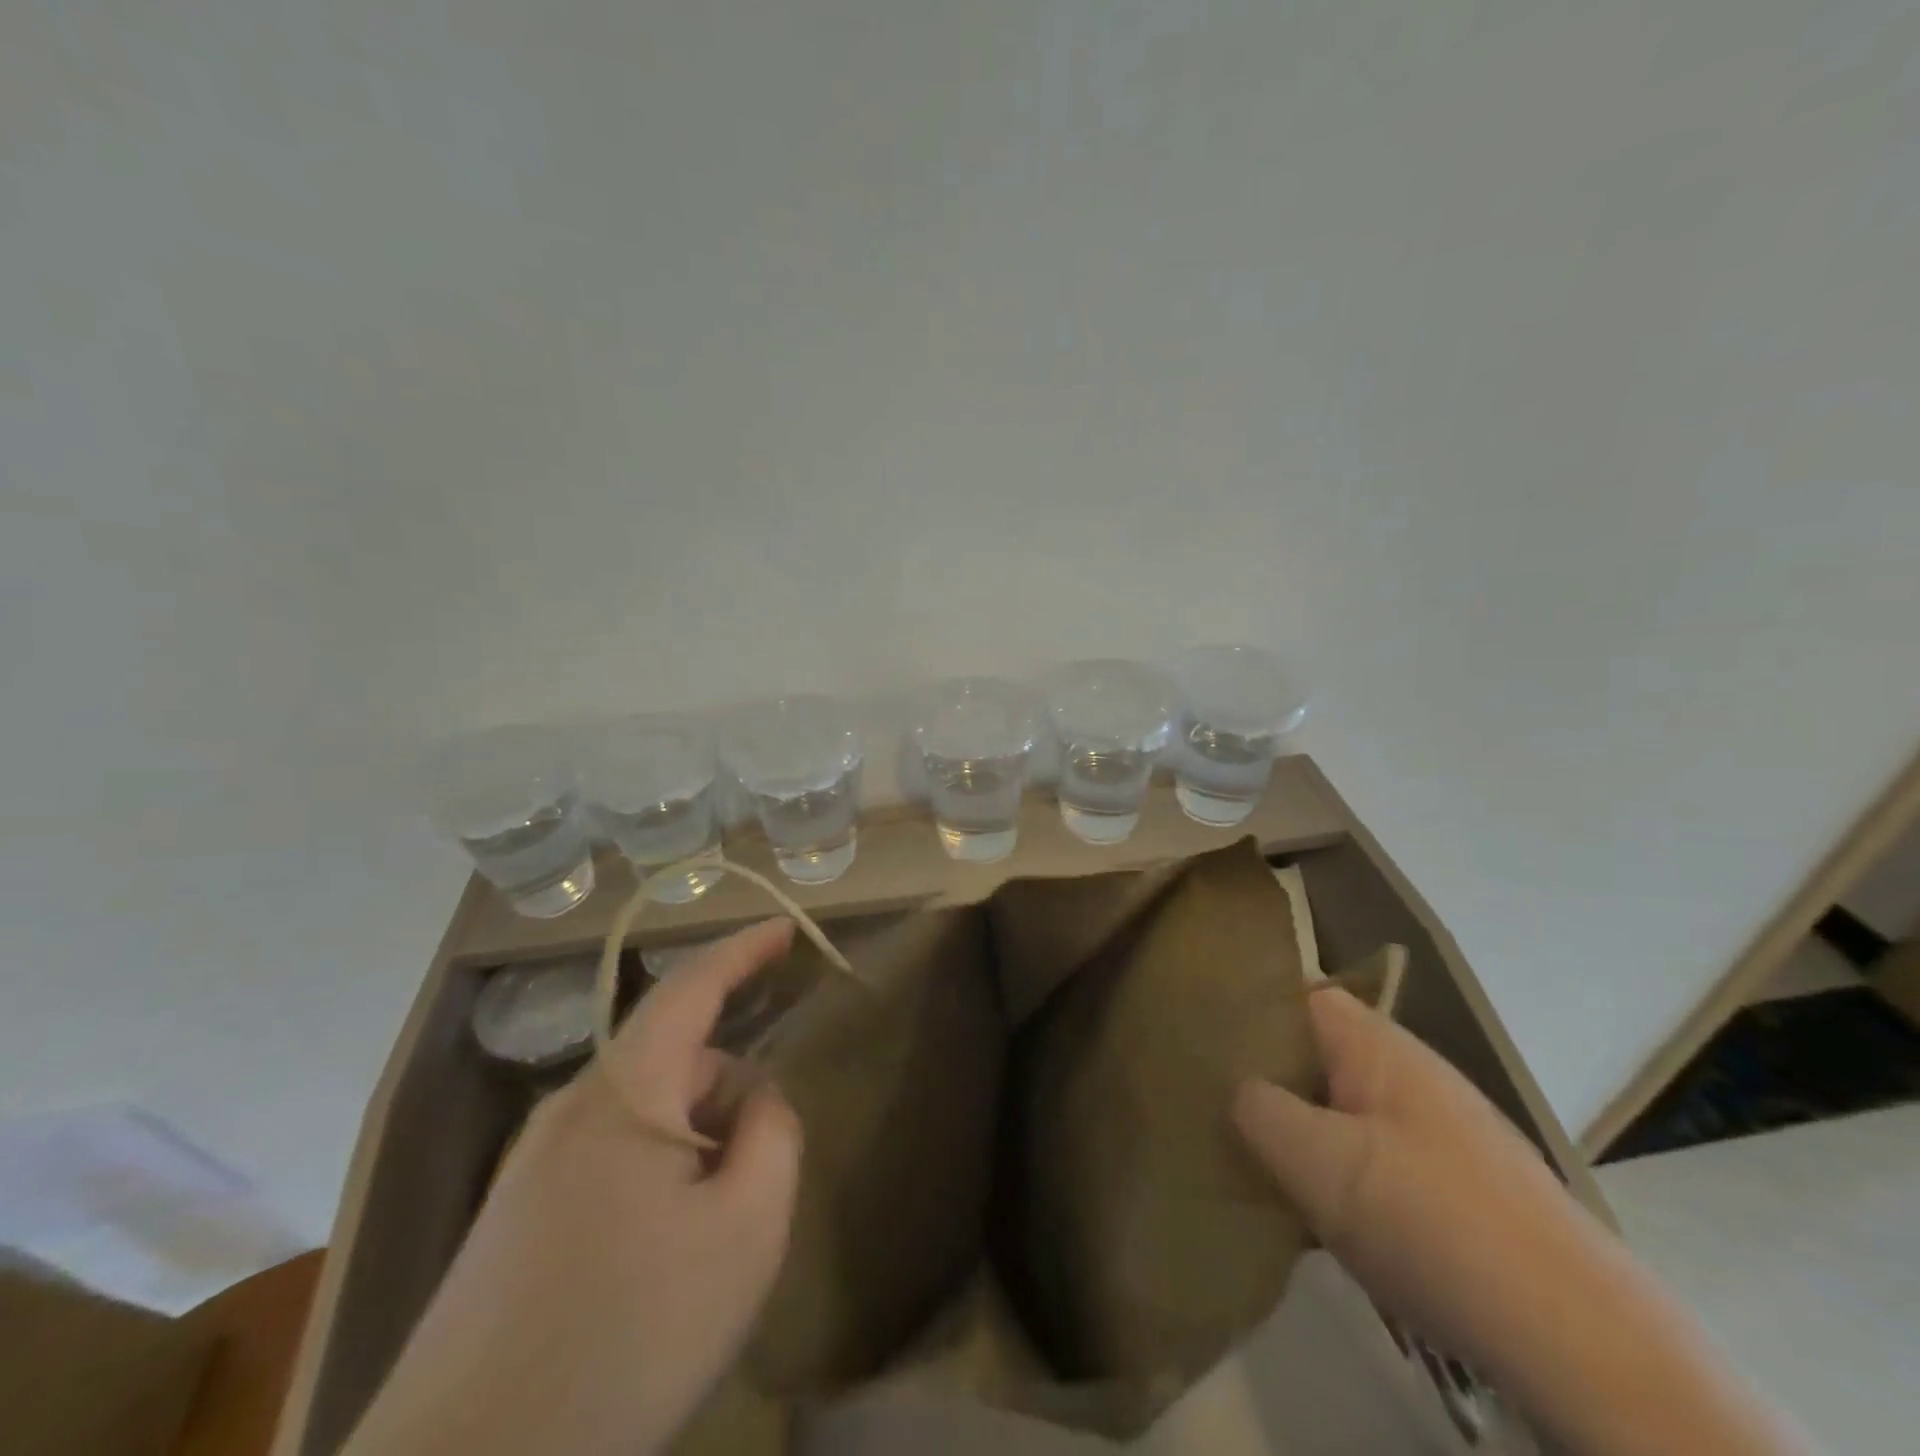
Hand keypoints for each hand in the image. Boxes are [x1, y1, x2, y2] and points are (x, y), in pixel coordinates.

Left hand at [347, 918, 803, 1455]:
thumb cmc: (624, 1338)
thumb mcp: (745, 1231)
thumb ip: (773, 1137)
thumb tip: (757, 1102)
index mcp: (625, 1092)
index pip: (692, 986)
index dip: (744, 950)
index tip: (787, 928)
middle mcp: (571, 1108)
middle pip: (674, 1060)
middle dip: (729, 1092)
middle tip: (761, 1173)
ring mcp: (531, 1163)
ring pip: (644, 1113)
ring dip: (694, 1143)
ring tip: (711, 1233)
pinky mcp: (512, 1217)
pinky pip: (609, 1157)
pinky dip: (657, 1174)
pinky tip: (659, 1259)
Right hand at [1231, 985, 1587, 1376]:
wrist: (1584, 1342)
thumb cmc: (1432, 1222)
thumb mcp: (1317, 1162)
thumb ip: (1258, 1109)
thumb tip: (1238, 1091)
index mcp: (1380, 1048)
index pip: (1302, 997)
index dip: (1254, 1013)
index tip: (1208, 1046)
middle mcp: (1414, 1076)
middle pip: (1322, 1057)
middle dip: (1273, 1082)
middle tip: (1224, 1114)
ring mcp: (1444, 1133)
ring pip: (1348, 1112)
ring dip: (1307, 1135)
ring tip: (1265, 1170)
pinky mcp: (1463, 1189)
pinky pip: (1379, 1159)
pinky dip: (1345, 1178)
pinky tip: (1328, 1220)